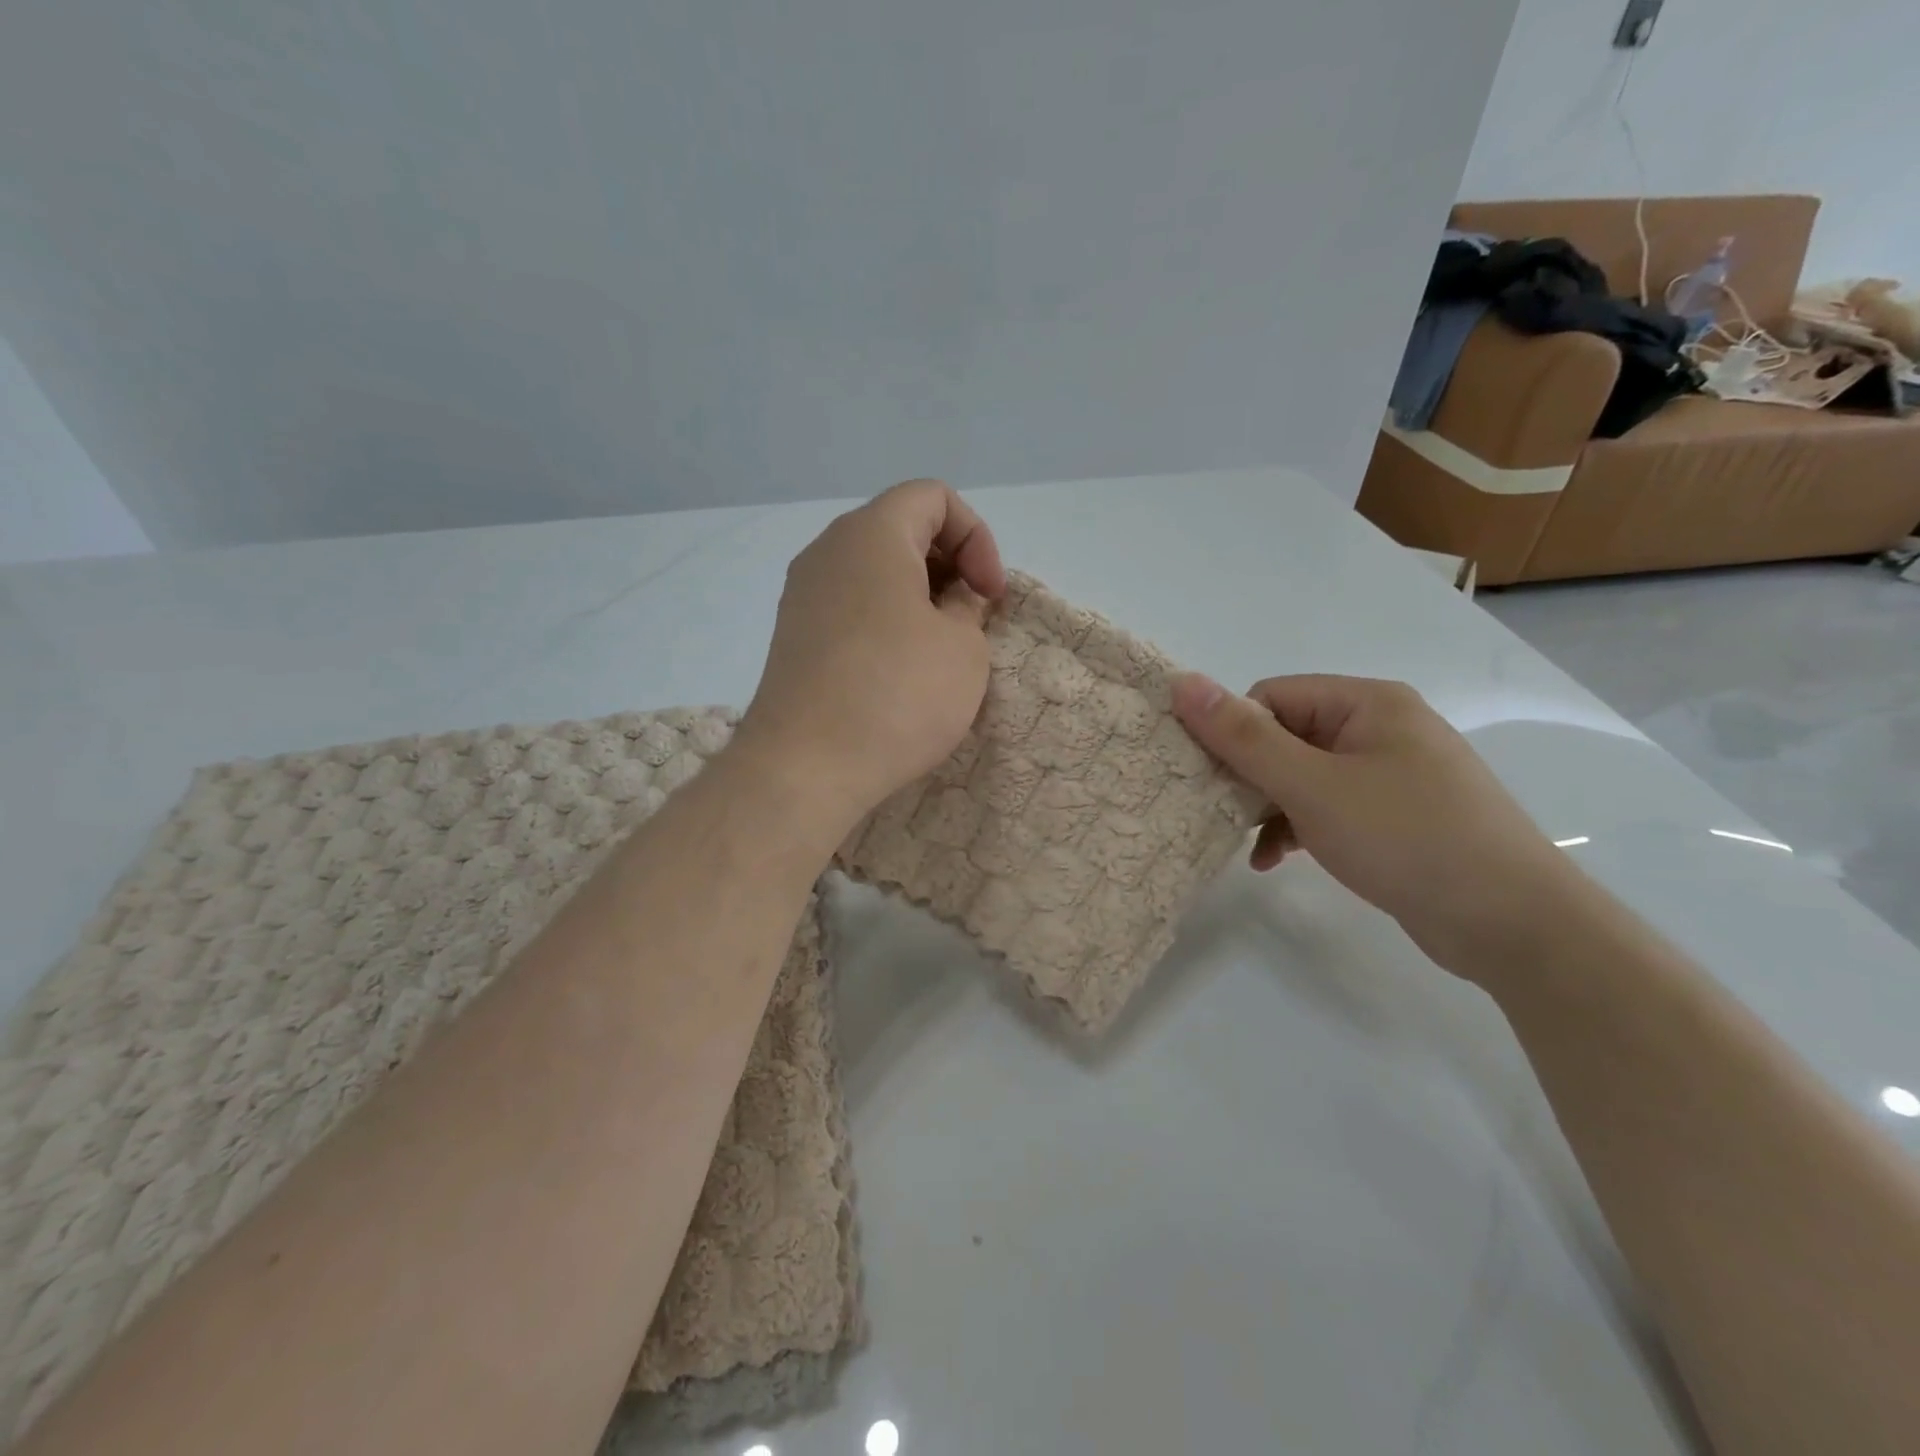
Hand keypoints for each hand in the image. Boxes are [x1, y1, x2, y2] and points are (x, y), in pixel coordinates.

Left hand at [735, 480, 1006, 833]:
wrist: (804, 767)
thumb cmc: (897, 694)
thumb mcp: (962, 647)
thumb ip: (967, 606)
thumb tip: (951, 599)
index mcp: (872, 534)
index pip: (933, 497)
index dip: (976, 536)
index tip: (990, 594)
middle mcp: (828, 551)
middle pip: (901, 530)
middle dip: (949, 565)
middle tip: (972, 620)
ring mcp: (803, 595)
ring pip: (874, 571)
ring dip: (918, 597)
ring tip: (941, 649)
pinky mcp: (794, 636)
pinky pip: (851, 606)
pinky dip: (886, 620)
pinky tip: (901, 670)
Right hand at [1172, 673, 1577, 971]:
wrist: (1513, 924)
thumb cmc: (1406, 838)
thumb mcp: (1312, 786)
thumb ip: (1243, 738)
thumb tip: (1182, 682)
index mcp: (1367, 703)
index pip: (1272, 698)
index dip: (1236, 735)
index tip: (1215, 781)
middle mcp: (1381, 728)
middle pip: (1286, 736)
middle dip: (1251, 777)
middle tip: (1224, 816)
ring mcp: (1393, 774)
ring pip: (1304, 776)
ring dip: (1270, 808)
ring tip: (1250, 847)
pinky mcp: (1396, 816)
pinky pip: (1330, 807)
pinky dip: (1299, 828)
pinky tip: (1277, 861)